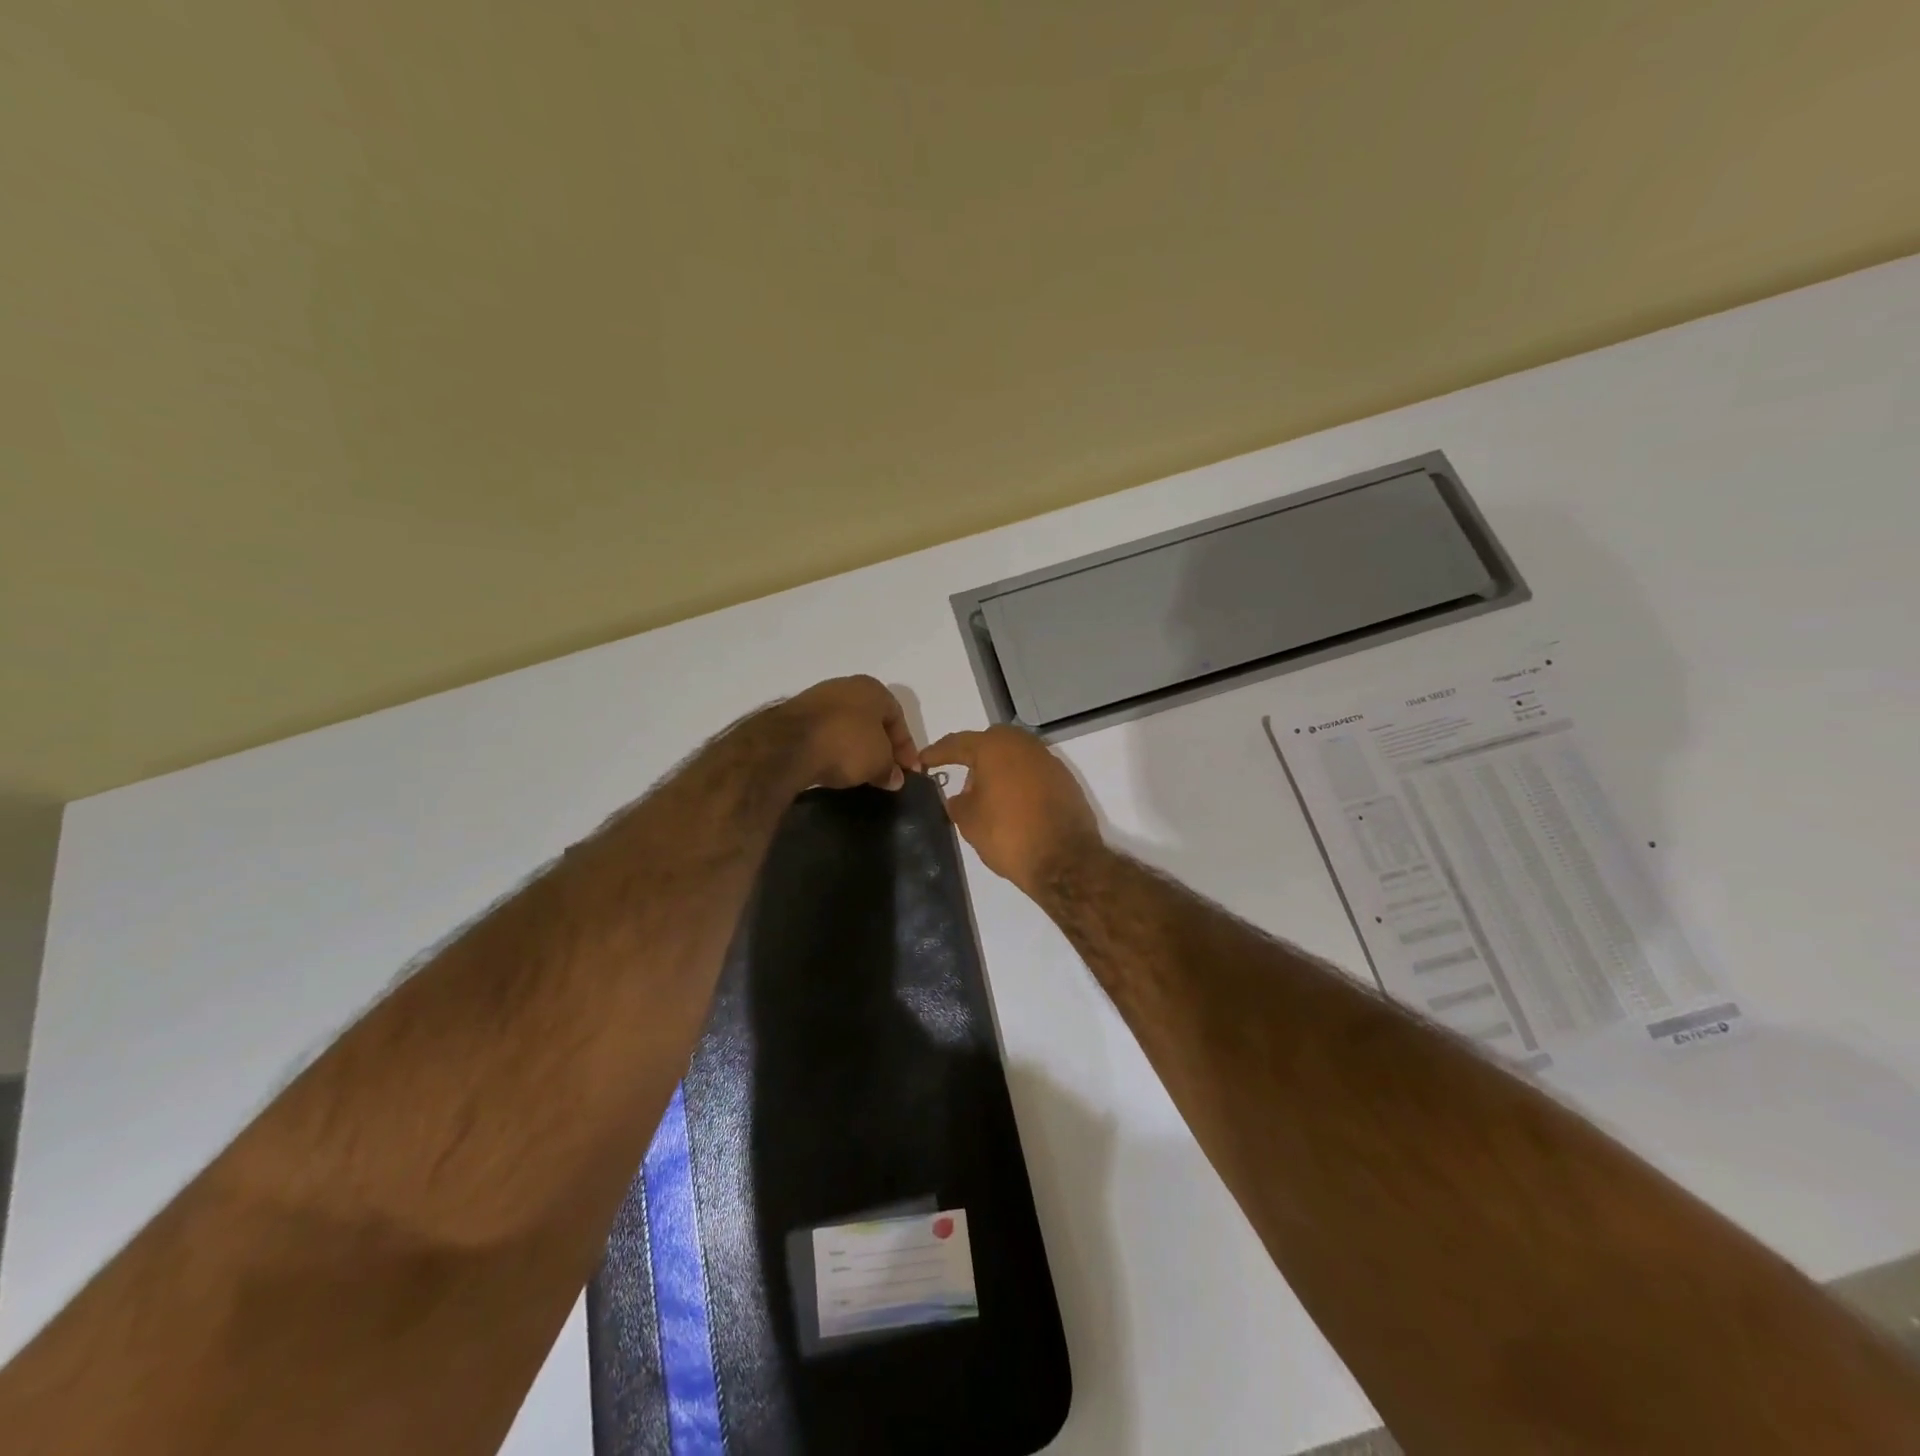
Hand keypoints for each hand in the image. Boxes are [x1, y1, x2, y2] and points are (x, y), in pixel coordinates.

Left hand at [783, 676, 920, 790]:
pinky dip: (832, 748)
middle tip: (885, 771)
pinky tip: (833, 765)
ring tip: (859, 772)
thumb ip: (890, 770)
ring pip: (846, 725)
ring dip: (855, 747)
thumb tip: (894, 779)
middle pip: (872, 720)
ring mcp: (817, 698)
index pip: (898, 718)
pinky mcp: (794, 716)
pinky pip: (824, 733)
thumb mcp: (879, 762)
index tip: (908, 772)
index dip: (907, 748)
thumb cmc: (847, 744)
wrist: (789, 745)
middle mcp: (846, 686)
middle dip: (881, 746)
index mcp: (873, 688)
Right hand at [922, 725, 1102, 894]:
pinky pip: (1033, 771)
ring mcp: (1048, 760)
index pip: (958, 743)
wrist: (1064, 860)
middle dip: (973, 755)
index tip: (923, 760)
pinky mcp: (1065, 780)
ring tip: (986, 793)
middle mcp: (1024, 745)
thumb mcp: (969, 821)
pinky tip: (1012, 802)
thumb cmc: (1008, 835)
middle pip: (991, 742)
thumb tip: (960, 795)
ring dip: (999, 768)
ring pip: (1015, 755)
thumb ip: (957, 802)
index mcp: (995, 747)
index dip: (938, 752)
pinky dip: (1019, 780)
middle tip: (960, 774)